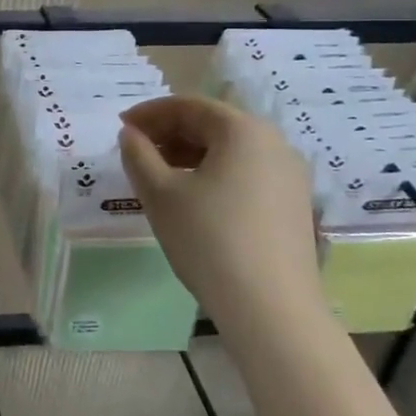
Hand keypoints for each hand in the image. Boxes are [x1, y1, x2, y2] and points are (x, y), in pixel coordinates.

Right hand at [119, 96, 324, 328]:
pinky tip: (192, 199)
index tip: (121, 128)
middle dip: (169, 133)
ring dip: (190, 155)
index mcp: (243, 130)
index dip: (149, 113)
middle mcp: (274, 143)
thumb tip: (130, 134)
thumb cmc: (208, 240)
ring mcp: (290, 176)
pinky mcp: (294, 205)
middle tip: (136, 151)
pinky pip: (246, 173)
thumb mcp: (160, 194)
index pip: (189, 106)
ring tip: (158, 176)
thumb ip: (138, 155)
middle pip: (213, 125)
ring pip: (230, 151)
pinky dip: (213, 174)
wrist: (271, 309)